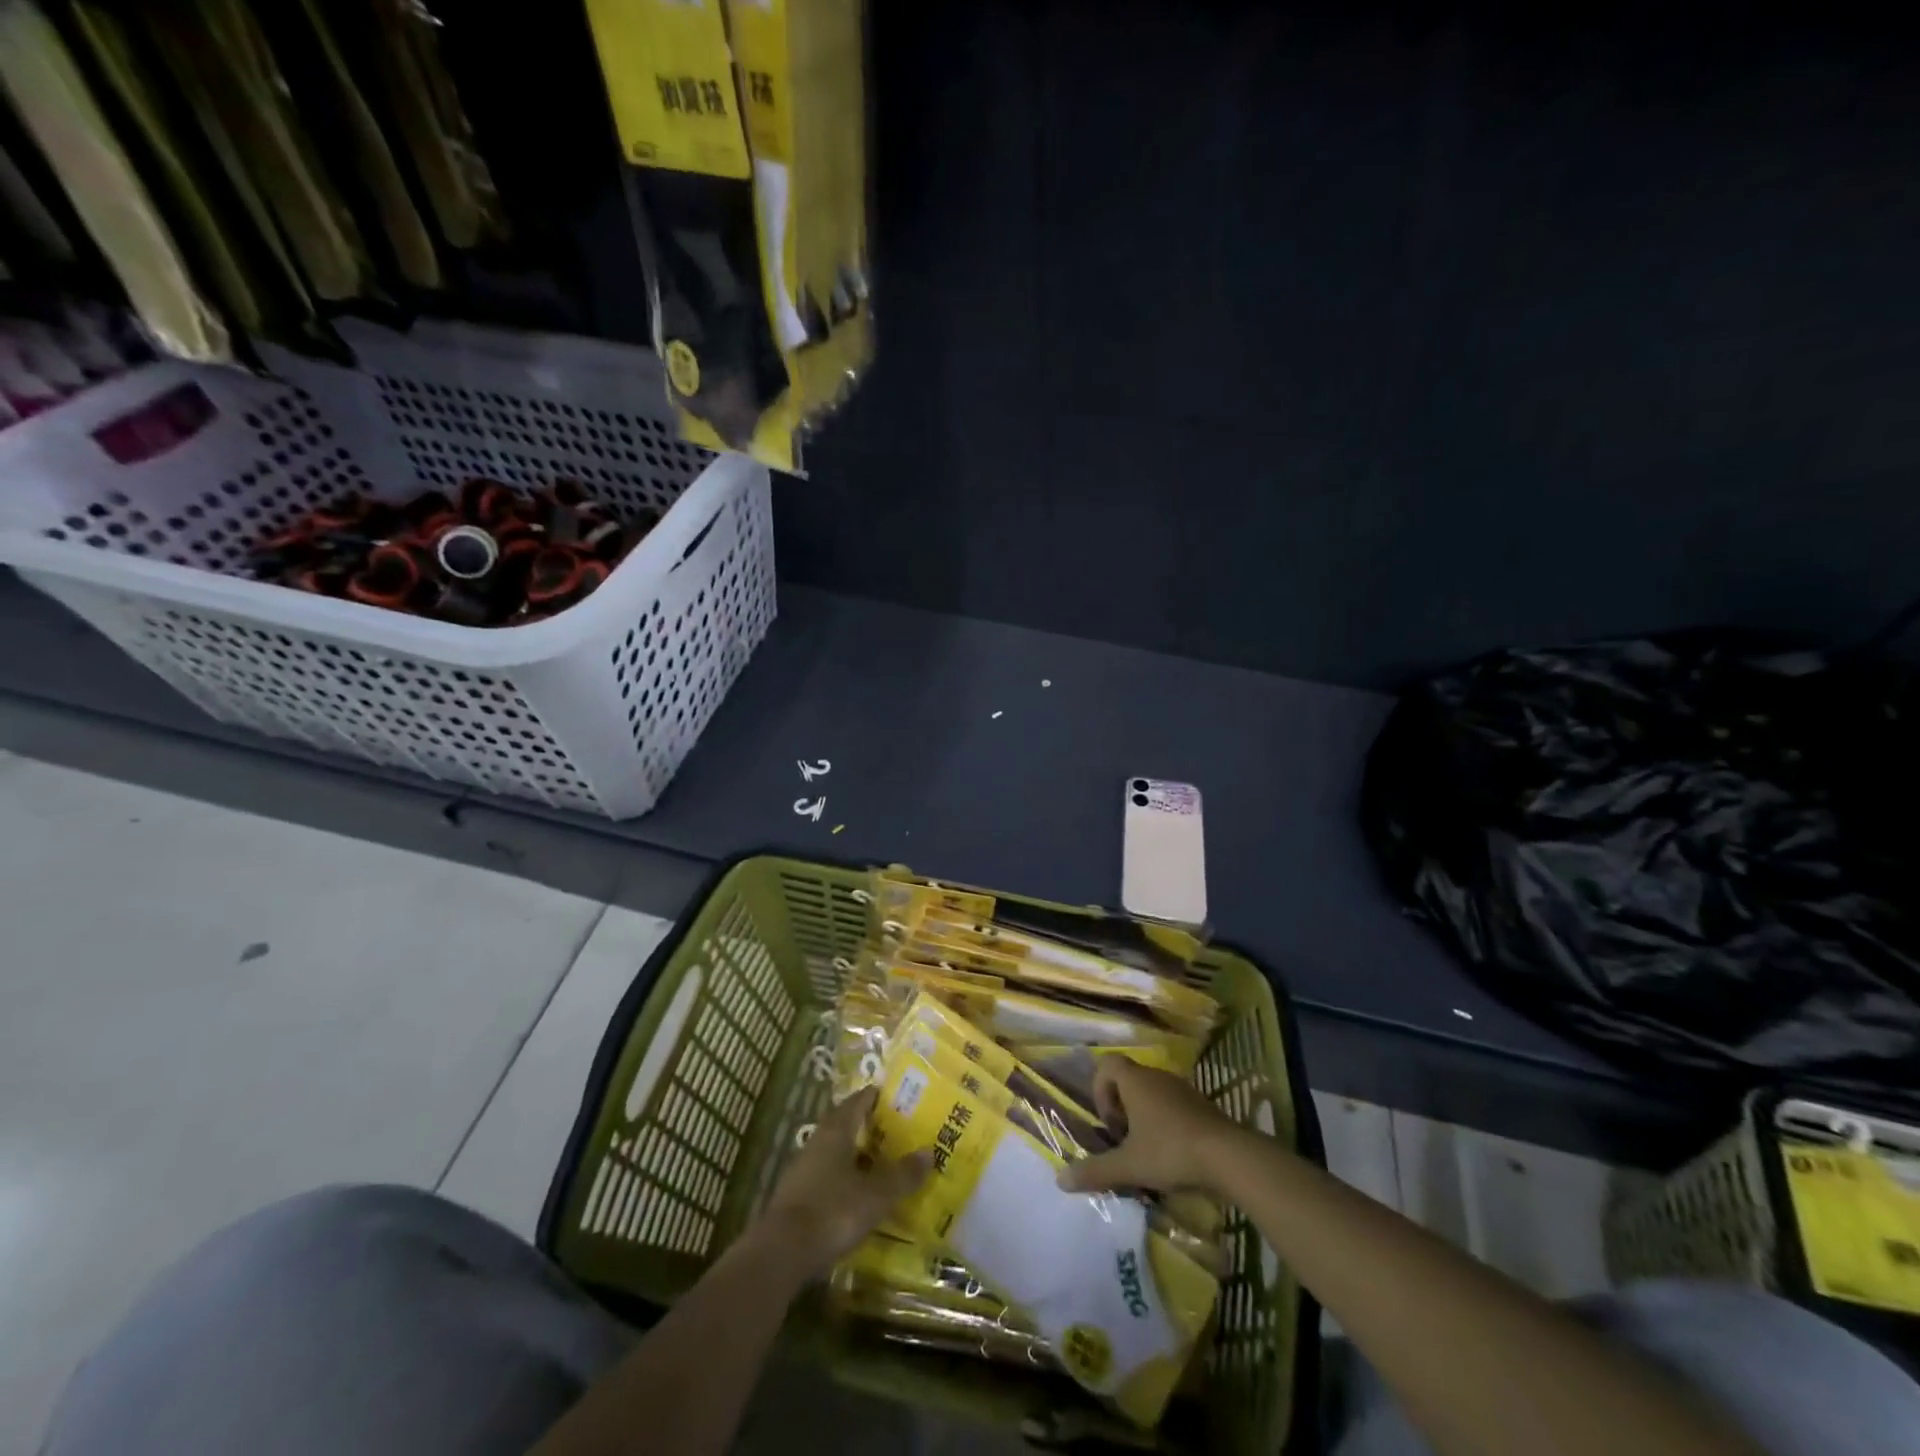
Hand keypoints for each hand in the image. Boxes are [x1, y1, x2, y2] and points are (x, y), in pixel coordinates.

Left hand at [759, 1087, 928, 1274]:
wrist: (781, 1254)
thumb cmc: (832, 1212)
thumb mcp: (876, 1196)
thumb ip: (902, 1175)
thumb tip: (929, 1152)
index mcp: (836, 1131)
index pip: (858, 1101)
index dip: (876, 1096)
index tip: (896, 1095)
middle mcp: (817, 1142)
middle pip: (844, 1125)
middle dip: (867, 1126)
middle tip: (895, 1129)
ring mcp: (803, 1170)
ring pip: (834, 1152)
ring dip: (855, 1154)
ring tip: (880, 1162)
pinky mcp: (796, 1197)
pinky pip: (826, 1177)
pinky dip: (843, 1179)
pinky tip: (857, 1195)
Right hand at [1055, 1057, 1240, 1195]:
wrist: (1228, 1155)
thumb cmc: (1170, 1151)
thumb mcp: (1128, 1166)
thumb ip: (1094, 1171)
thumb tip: (1059, 1180)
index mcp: (1135, 1081)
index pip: (1107, 1065)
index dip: (1100, 1090)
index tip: (1109, 1124)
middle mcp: (1156, 1077)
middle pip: (1128, 1080)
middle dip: (1121, 1109)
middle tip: (1124, 1141)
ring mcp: (1182, 1089)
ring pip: (1152, 1094)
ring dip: (1144, 1118)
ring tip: (1147, 1152)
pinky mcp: (1202, 1105)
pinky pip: (1173, 1106)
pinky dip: (1166, 1124)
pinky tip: (1173, 1156)